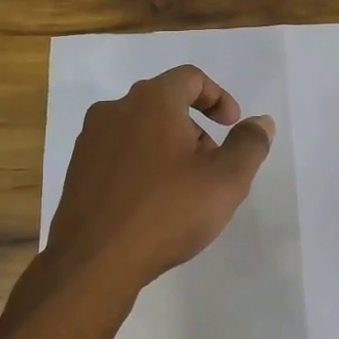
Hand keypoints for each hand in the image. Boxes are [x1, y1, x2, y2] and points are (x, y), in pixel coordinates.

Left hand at [41, 65, 275, 294]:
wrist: (94, 261)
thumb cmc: (166, 212)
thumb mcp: (225, 180)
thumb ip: (249, 144)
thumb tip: (261, 121)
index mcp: (151, 101)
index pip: (190, 78)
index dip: (218, 97)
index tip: (231, 126)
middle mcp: (115, 109)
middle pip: (164, 102)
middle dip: (195, 127)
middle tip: (211, 165)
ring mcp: (90, 139)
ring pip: (140, 129)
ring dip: (167, 147)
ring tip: (183, 189)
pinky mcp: (77, 168)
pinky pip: (118, 153)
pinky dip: (141, 164)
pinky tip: (151, 203)